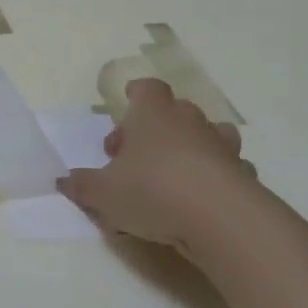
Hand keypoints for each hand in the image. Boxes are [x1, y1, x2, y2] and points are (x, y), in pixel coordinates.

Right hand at [56, 79, 255, 254]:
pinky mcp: (243, 174)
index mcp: (153, 115)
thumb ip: (82, 185)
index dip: (137, 93)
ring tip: (172, 173)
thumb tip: (64, 180)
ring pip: (206, 135)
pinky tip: (201, 198)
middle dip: (155, 128)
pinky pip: (227, 167)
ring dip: (189, 148)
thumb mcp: (102, 193)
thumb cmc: (152, 191)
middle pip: (174, 111)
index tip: (127, 101)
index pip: (147, 89)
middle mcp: (190, 121)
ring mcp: (221, 146)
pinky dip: (214, 176)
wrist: (220, 218)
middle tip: (134, 156)